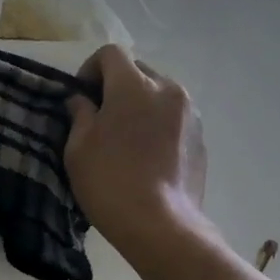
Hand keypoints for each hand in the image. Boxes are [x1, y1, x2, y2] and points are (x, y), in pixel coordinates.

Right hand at [64, 45, 208, 266]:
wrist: (160, 225)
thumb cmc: (110, 181)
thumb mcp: (78, 147)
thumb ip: (80, 114)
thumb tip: (83, 101)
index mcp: (135, 86)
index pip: (111, 54)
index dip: (90, 69)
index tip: (80, 96)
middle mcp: (169, 89)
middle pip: (138, 71)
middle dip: (116, 86)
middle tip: (100, 117)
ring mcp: (190, 114)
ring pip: (159, 94)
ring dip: (140, 105)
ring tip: (125, 137)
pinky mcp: (201, 138)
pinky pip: (173, 118)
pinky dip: (157, 125)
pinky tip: (146, 156)